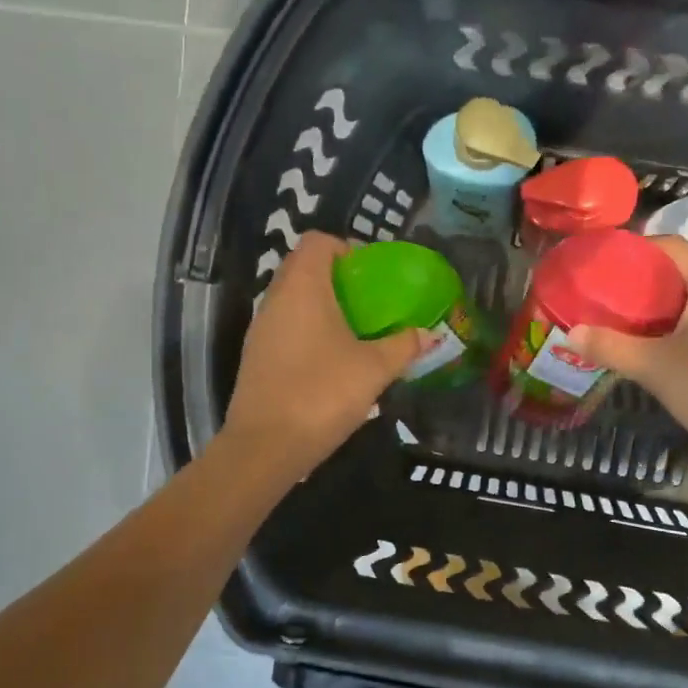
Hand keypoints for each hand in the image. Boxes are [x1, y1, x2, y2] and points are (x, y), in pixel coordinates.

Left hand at [223, 232, 422, 479]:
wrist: (266, 445)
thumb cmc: (323, 393)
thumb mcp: (374, 369)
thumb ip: (403, 346)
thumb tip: (431, 334)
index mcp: (303, 287)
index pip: (318, 241)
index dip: (346, 248)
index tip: (372, 274)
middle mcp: (276, 299)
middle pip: (304, 268)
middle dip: (338, 278)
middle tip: (371, 303)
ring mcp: (262, 329)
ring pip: (293, 299)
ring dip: (323, 306)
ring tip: (356, 332)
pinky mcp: (257, 356)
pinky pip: (286, 327)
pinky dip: (309, 330)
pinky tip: (332, 360)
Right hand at [568, 237, 687, 472]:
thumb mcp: (656, 367)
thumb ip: (611, 347)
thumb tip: (569, 333)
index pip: (668, 245)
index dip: (631, 251)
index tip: (597, 267)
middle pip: (675, 272)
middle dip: (636, 283)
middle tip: (598, 297)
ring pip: (686, 300)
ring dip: (651, 308)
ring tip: (613, 320)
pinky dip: (670, 326)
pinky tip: (645, 345)